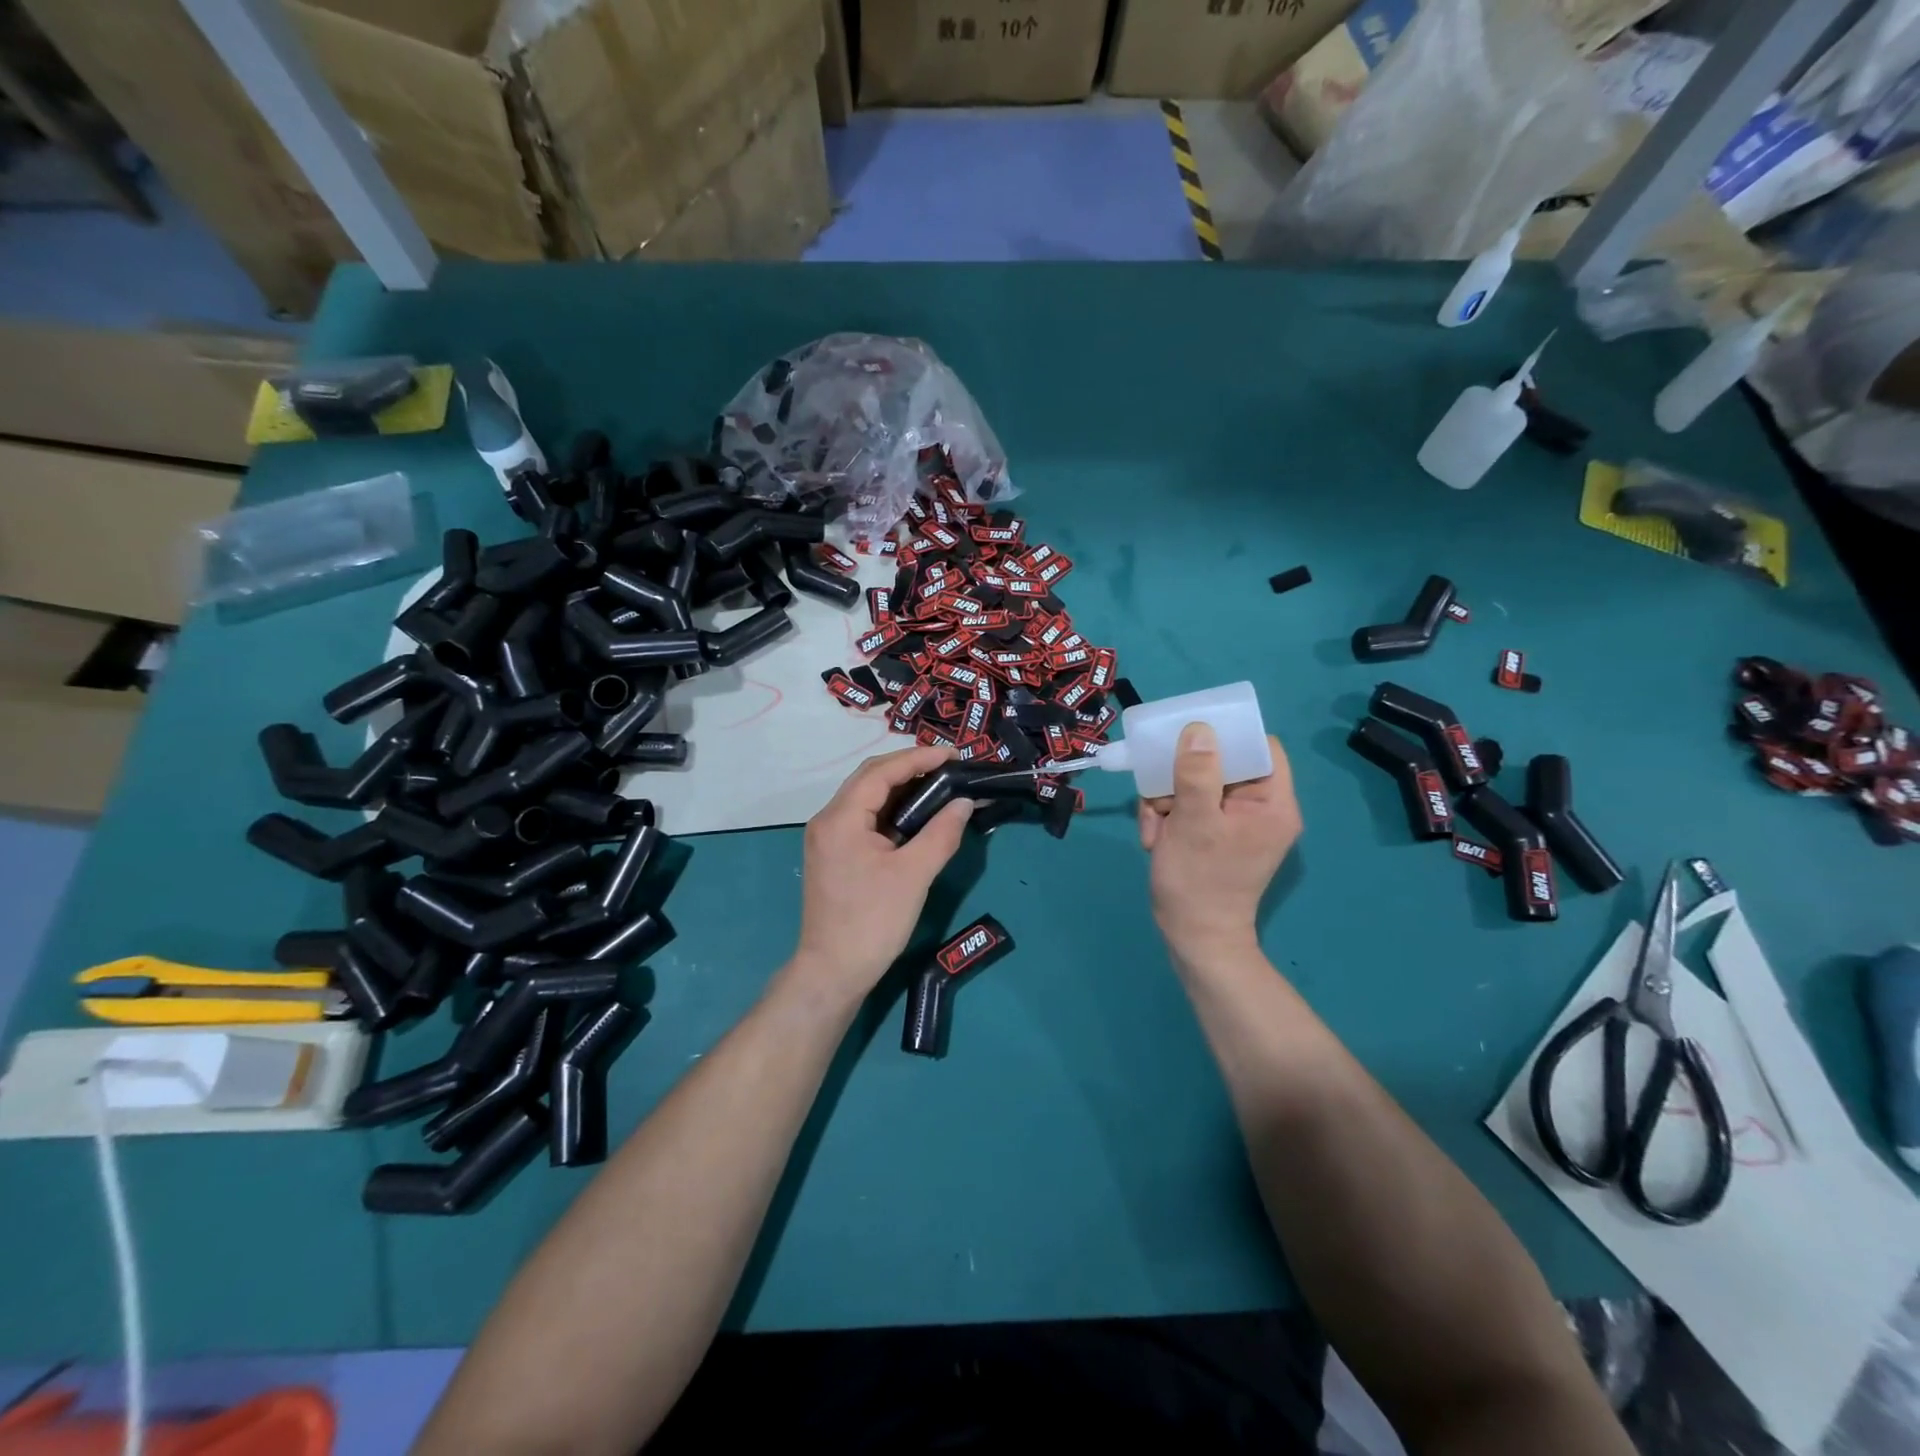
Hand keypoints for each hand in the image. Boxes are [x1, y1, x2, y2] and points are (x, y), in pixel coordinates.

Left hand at [793, 746, 974, 997]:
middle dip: (910, 767)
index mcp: (841, 818)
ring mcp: (828, 838)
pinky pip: (864, 818)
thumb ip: (941, 833)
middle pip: (870, 778)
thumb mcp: (914, 875)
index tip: (954, 755)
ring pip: (866, 797)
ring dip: (900, 788)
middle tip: (949, 767)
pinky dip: (891, 810)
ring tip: (939, 785)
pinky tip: (916, 815)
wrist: (833, 971)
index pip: (881, 771)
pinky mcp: (834, 854)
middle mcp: (828, 819)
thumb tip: (964, 803)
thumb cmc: (873, 921)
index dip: (919, 758)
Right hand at [1139, 725, 1300, 965]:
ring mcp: (1235, 823)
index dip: (1228, 737)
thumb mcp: (1194, 821)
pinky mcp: (1214, 835)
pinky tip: (1155, 840)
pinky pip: (1189, 808)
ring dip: (1167, 801)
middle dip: (1182, 778)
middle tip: (1160, 796)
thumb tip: (1200, 728)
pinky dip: (1167, 819)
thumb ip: (1197, 772)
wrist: (1192, 939)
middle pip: (1221, 764)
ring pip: (1196, 785)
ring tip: (1156, 827)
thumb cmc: (1199, 880)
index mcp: (1272, 803)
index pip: (1260, 748)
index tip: (1190, 738)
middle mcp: (1259, 809)